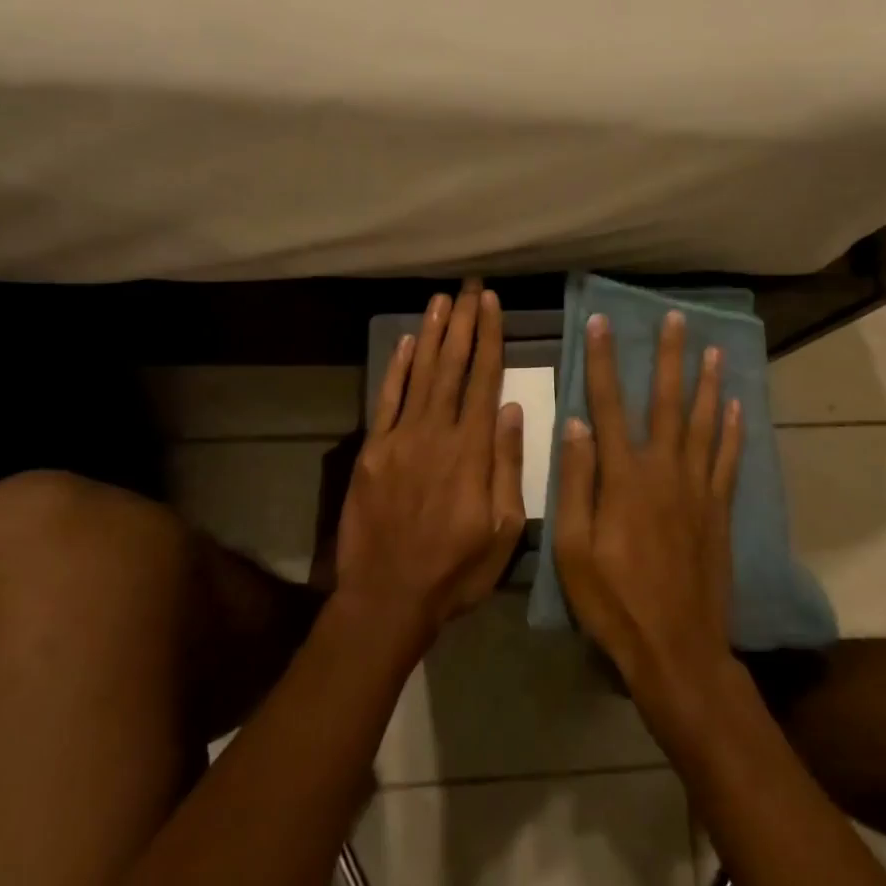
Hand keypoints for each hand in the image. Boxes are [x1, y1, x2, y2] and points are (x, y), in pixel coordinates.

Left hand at [335, 280, 527, 652]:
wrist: (387, 597)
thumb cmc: (456, 570)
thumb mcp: (503, 530)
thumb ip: (508, 466)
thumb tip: (512, 409)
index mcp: (472, 451)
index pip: (484, 380)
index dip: (490, 339)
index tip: (493, 305)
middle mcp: (436, 433)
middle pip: (452, 366)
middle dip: (464, 323)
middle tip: (471, 288)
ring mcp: (399, 439)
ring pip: (420, 374)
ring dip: (432, 334)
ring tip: (443, 301)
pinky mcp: (372, 451)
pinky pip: (386, 400)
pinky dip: (396, 368)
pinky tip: (407, 342)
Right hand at [553, 309, 744, 713]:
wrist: (678, 648)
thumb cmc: (614, 601)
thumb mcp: (574, 548)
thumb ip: (576, 482)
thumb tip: (575, 424)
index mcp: (624, 477)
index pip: (608, 405)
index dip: (603, 361)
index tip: (602, 322)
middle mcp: (664, 470)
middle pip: (667, 402)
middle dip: (669, 357)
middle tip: (675, 319)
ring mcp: (698, 489)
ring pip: (704, 423)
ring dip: (708, 383)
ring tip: (713, 350)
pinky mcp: (719, 510)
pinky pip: (728, 460)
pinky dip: (733, 430)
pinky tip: (737, 407)